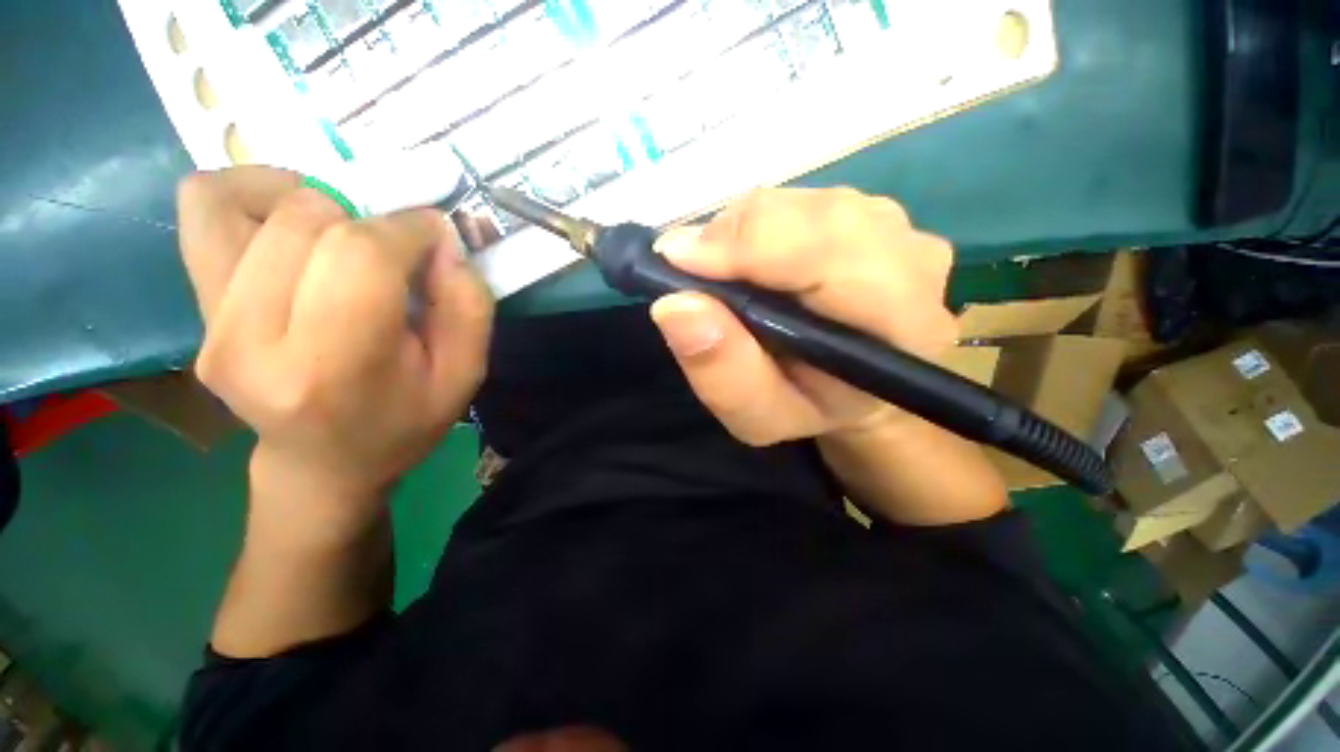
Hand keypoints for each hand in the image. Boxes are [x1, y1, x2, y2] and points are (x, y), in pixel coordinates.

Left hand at [177, 167, 493, 510]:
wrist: (322, 462)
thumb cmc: (403, 421)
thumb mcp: (464, 375)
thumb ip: (468, 305)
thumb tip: (439, 241)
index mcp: (332, 367)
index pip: (361, 254)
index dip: (409, 228)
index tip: (435, 238)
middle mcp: (252, 339)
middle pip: (308, 222)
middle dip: (371, 221)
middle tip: (397, 254)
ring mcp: (211, 321)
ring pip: (247, 202)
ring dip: (314, 203)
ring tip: (345, 237)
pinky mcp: (194, 306)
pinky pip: (203, 207)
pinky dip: (251, 193)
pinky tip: (290, 222)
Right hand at [650, 188, 956, 446]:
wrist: (858, 392)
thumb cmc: (809, 408)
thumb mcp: (759, 417)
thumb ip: (724, 373)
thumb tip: (676, 305)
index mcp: (899, 321)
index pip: (827, 250)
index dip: (745, 245)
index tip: (675, 260)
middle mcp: (910, 259)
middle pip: (812, 214)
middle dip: (733, 235)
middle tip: (685, 267)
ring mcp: (896, 229)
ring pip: (801, 202)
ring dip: (741, 232)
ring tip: (715, 270)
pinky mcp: (872, 215)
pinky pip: (801, 203)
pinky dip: (756, 226)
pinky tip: (745, 260)